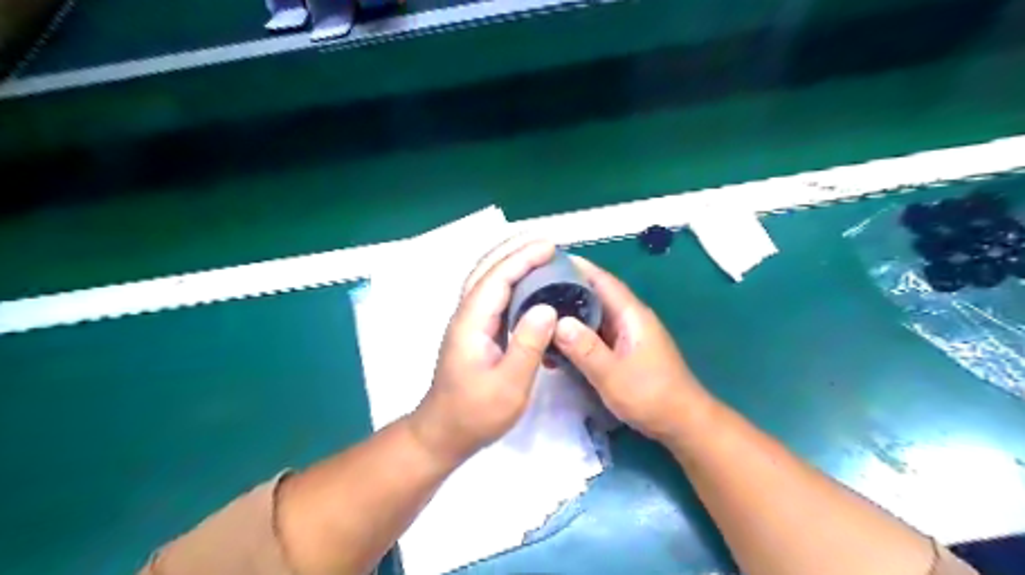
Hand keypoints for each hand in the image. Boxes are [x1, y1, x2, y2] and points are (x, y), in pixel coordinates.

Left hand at [406, 235, 556, 461]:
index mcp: (471, 323)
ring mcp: (467, 322)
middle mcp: (465, 315)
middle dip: (514, 250)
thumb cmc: (476, 413)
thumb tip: (547, 308)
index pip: (497, 279)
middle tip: (546, 242)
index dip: (522, 259)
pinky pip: (491, 294)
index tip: (549, 247)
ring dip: (509, 261)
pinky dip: (508, 279)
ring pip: (486, 279)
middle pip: (486, 270)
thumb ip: (528, 346)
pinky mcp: (474, 330)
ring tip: (538, 253)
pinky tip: (526, 283)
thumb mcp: (509, 386)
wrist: (444, 432)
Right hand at [553, 256, 713, 440]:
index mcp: (631, 314)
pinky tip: (555, 343)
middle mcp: (628, 318)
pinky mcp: (622, 350)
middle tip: (530, 288)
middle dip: (565, 288)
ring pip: (592, 315)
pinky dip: (575, 334)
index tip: (546, 259)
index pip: (602, 280)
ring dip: (568, 313)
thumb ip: (586, 349)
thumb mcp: (613, 375)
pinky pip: (594, 334)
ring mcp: (626, 334)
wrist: (681, 422)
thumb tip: (556, 321)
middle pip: (594, 294)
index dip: (577, 267)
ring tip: (536, 313)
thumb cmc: (651, 396)